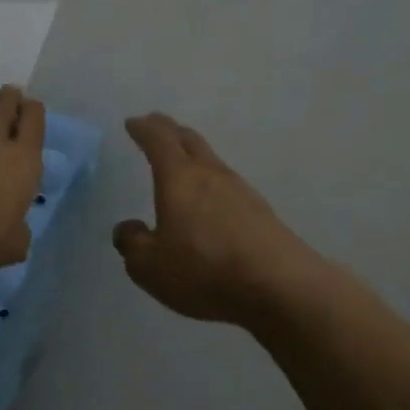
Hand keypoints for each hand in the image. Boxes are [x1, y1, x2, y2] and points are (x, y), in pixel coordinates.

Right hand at [112, 113, 333, 327]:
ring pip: (211, 161)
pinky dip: (211, 184)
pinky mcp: (261, 213)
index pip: (158, 140)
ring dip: (193, 156)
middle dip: (170, 130)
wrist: (280, 287)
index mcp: (179, 178)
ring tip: (181, 163)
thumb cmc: (204, 270)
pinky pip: (228, 187)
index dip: (143, 129)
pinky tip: (209, 203)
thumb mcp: (149, 266)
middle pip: (190, 140)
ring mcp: (241, 192)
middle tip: (156, 126)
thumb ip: (133, 244)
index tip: (133, 122)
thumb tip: (129, 228)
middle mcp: (211, 175)